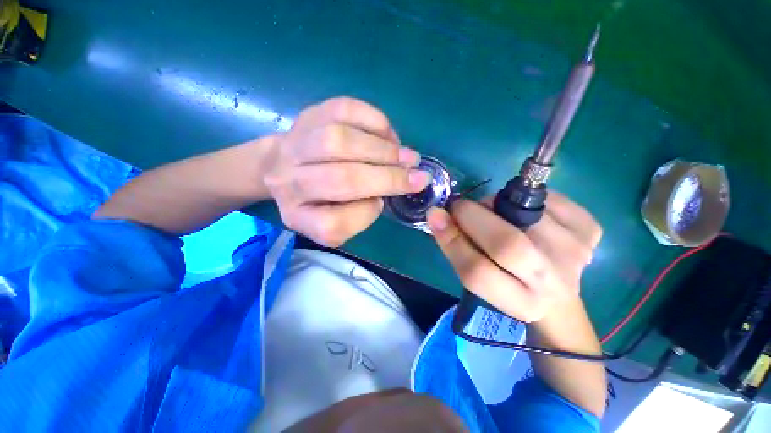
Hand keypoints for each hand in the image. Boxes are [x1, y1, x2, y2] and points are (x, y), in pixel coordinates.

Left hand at [264, 97, 431, 246]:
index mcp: (298, 217)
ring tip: (406, 156)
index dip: (367, 213)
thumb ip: (359, 214)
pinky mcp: (307, 115)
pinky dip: (375, 121)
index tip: (381, 203)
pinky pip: (344, 109)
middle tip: (418, 177)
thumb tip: (386, 187)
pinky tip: (388, 135)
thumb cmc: (316, 199)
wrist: (280, 167)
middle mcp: (288, 183)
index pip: (333, 225)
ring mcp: (294, 145)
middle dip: (389, 178)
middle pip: (342, 180)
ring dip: (383, 150)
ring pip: (340, 141)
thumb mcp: (334, 222)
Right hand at [427, 192, 601, 322]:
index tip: (437, 215)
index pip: (477, 271)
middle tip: (463, 207)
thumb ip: (457, 247)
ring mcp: (577, 256)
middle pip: (507, 243)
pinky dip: (528, 197)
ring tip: (495, 212)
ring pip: (525, 214)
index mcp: (519, 303)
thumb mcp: (477, 277)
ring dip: (498, 205)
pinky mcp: (590, 231)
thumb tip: (437, 214)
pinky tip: (525, 211)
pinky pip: (552, 199)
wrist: (555, 291)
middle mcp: (553, 284)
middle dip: (474, 216)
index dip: (452, 239)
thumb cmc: (507, 283)